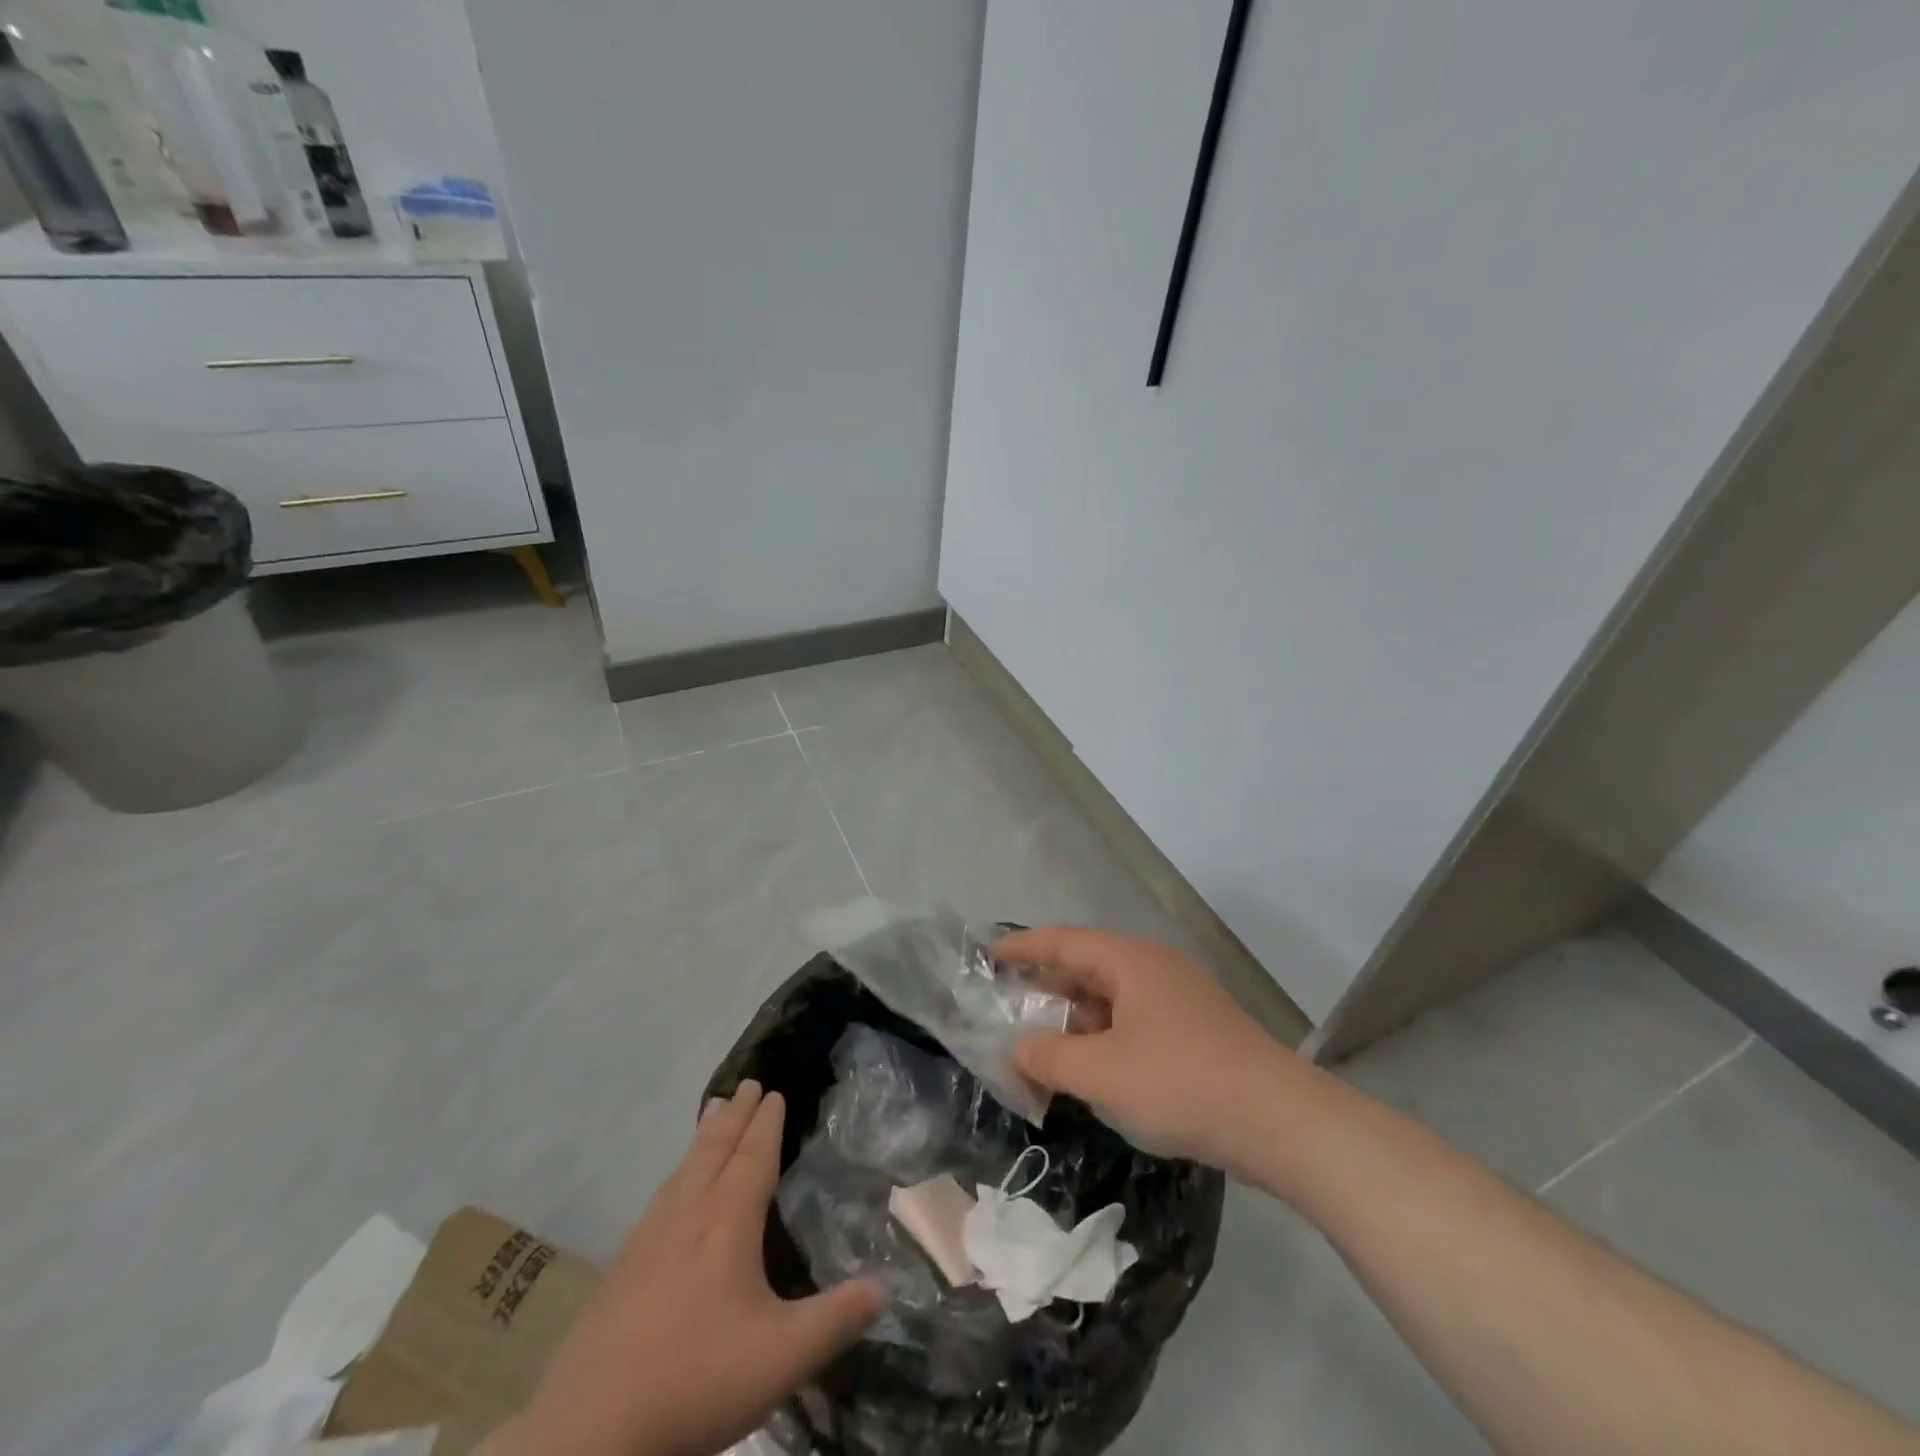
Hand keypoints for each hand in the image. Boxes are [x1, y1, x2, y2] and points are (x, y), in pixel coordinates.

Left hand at [493, 1082, 884, 1455]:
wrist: (589, 1433)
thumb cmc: (696, 1380)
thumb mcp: (783, 1357)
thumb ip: (836, 1320)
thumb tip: (883, 1288)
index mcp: (727, 1222)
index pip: (752, 1157)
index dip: (766, 1123)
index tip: (774, 1092)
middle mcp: (688, 1215)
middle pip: (714, 1150)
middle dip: (735, 1116)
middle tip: (747, 1084)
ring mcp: (648, 1240)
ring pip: (684, 1170)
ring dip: (705, 1137)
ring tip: (713, 1114)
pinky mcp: (620, 1269)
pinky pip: (660, 1198)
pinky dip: (678, 1174)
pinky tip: (672, 1192)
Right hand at [999, 928, 1303, 1177]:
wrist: (1280, 1121)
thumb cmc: (1181, 1082)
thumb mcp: (1102, 1073)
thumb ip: (1048, 1058)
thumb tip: (1018, 1049)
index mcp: (1129, 961)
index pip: (1062, 942)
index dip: (1022, 947)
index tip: (988, 955)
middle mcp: (1152, 968)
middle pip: (1085, 969)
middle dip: (1045, 992)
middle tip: (1007, 1012)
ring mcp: (1177, 999)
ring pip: (1110, 1000)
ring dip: (1074, 1022)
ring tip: (1042, 1050)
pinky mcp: (1193, 1030)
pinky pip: (1132, 1023)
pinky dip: (1103, 1040)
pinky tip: (1091, 1071)